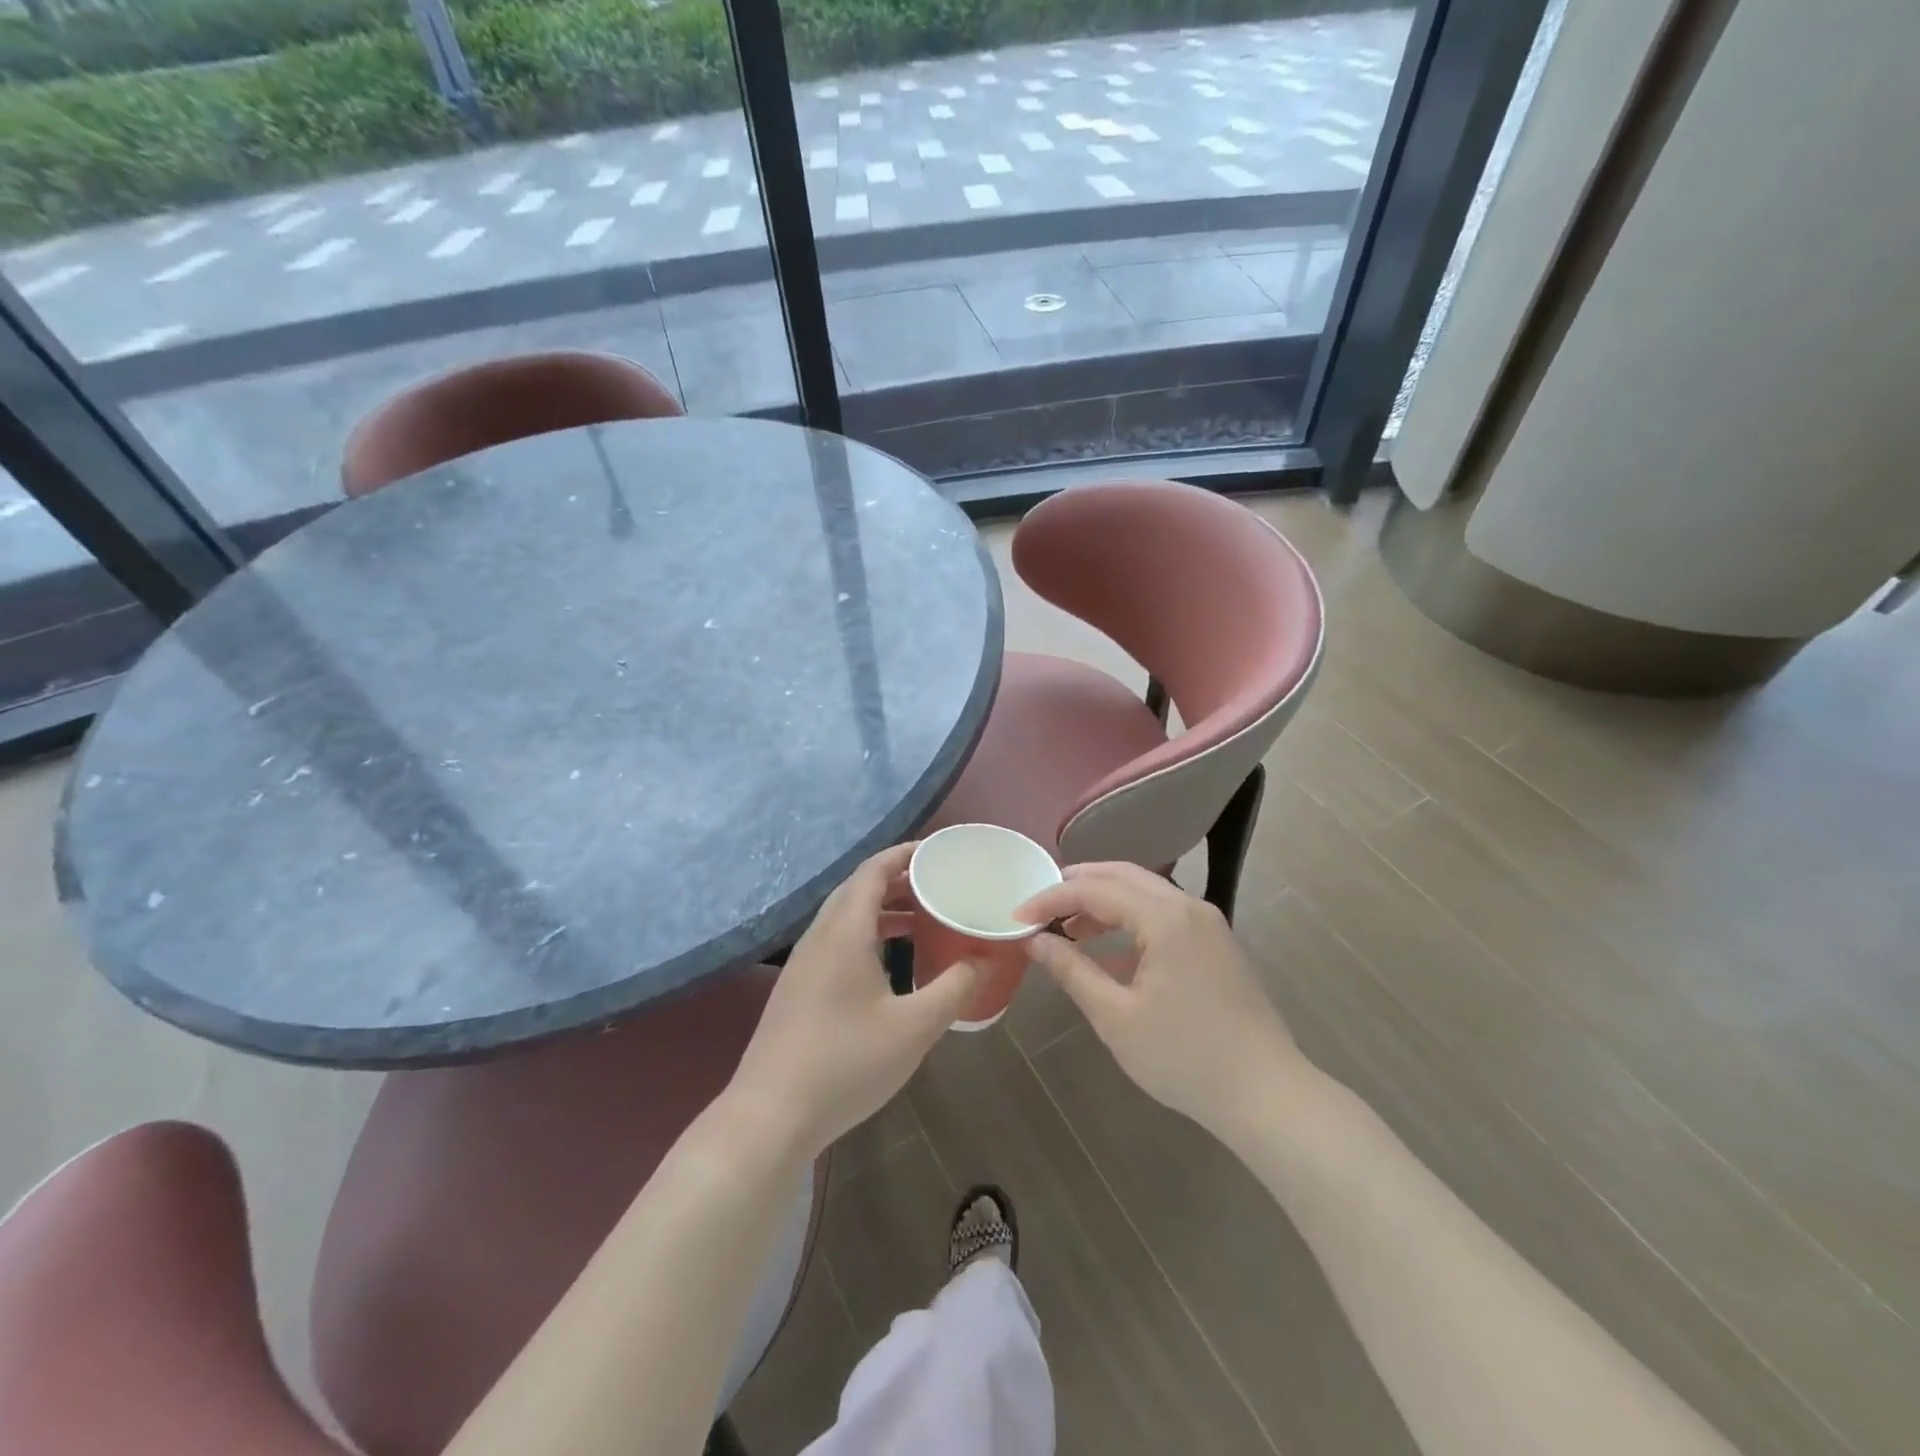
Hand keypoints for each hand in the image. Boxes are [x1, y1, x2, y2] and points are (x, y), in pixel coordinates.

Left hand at [728, 843, 976, 1157]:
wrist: (770, 1116)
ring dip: (882, 909)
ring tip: (921, 919)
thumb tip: (983, 959)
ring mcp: (803, 963)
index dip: (904, 854)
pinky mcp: (798, 987)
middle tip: (938, 885)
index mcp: (844, 932)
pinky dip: (866, 934)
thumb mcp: (913, 1028)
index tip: (937, 852)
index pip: (872, 871)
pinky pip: (837, 940)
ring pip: (845, 916)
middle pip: (858, 889)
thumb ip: (953, 988)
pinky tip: (888, 963)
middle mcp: (819, 936)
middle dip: (898, 880)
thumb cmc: (846, 1064)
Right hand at [1017, 863, 1298, 1136]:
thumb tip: (1033, 941)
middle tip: (1040, 905)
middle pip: (1123, 876)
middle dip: (1077, 885)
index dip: (1051, 899)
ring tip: (1068, 927)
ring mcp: (1208, 923)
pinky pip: (1164, 915)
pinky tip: (1108, 952)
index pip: (1095, 890)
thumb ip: (1072, 970)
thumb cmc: (1184, 1057)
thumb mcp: (1116, 1017)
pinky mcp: (1216, 944)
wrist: (1266, 1095)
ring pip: (1145, 893)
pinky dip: (1130, 921)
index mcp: (1165, 918)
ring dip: (1104, 902)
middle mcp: (1188, 906)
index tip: (1017, 917)